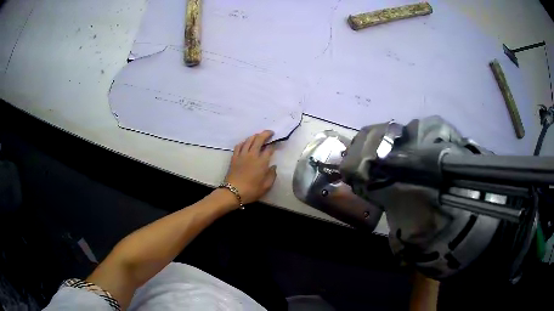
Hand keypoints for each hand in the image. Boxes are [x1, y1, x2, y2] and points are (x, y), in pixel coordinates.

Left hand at [225, 130, 276, 204]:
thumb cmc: (251, 190)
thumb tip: (273, 167)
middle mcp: (252, 155)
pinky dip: (244, 142)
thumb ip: (272, 175)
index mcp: (262, 162)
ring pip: (249, 140)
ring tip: (259, 135)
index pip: (269, 149)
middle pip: (259, 139)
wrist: (233, 192)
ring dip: (255, 136)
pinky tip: (246, 142)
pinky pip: (239, 145)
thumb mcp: (266, 186)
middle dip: (266, 134)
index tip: (276, 144)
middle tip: (270, 133)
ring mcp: (242, 155)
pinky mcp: (234, 157)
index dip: (274, 145)